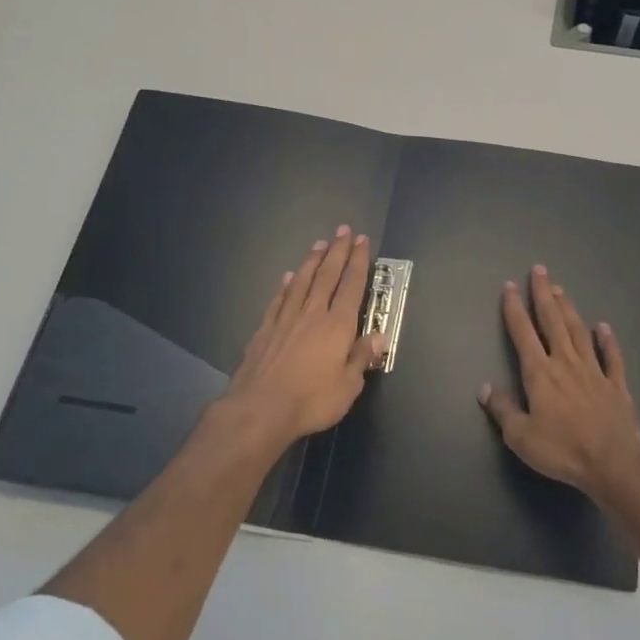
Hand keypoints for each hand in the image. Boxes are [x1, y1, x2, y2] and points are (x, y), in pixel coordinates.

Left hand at [227, 226, 383, 440]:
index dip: (358, 261)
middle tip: (343, 229)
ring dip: (312, 261)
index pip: (352, 285)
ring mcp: (285, 319)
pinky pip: (278, 299)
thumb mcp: (348, 386)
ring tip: (319, 243)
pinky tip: (288, 277)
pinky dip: (285, 285)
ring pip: (302, 281)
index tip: (362, 240)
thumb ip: (362, 358)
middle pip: (327, 275)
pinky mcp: (264, 330)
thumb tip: (380, 336)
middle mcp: (312, 314)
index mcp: (337, 325)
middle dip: (337, 251)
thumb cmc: (311, 400)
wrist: (259, 409)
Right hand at [479, 265, 639, 504]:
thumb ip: (503, 409)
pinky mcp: (616, 384)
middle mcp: (566, 363)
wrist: (613, 463)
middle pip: (553, 322)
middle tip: (539, 270)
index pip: (523, 333)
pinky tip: (603, 327)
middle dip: (543, 295)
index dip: (514, 308)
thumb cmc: (563, 450)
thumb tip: (485, 388)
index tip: (509, 286)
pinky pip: (612, 357)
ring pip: (579, 332)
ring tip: (560, 290)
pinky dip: (608, 340)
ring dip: (568, 309)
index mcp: (540, 373)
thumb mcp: (521, 437)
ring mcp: (594, 371)